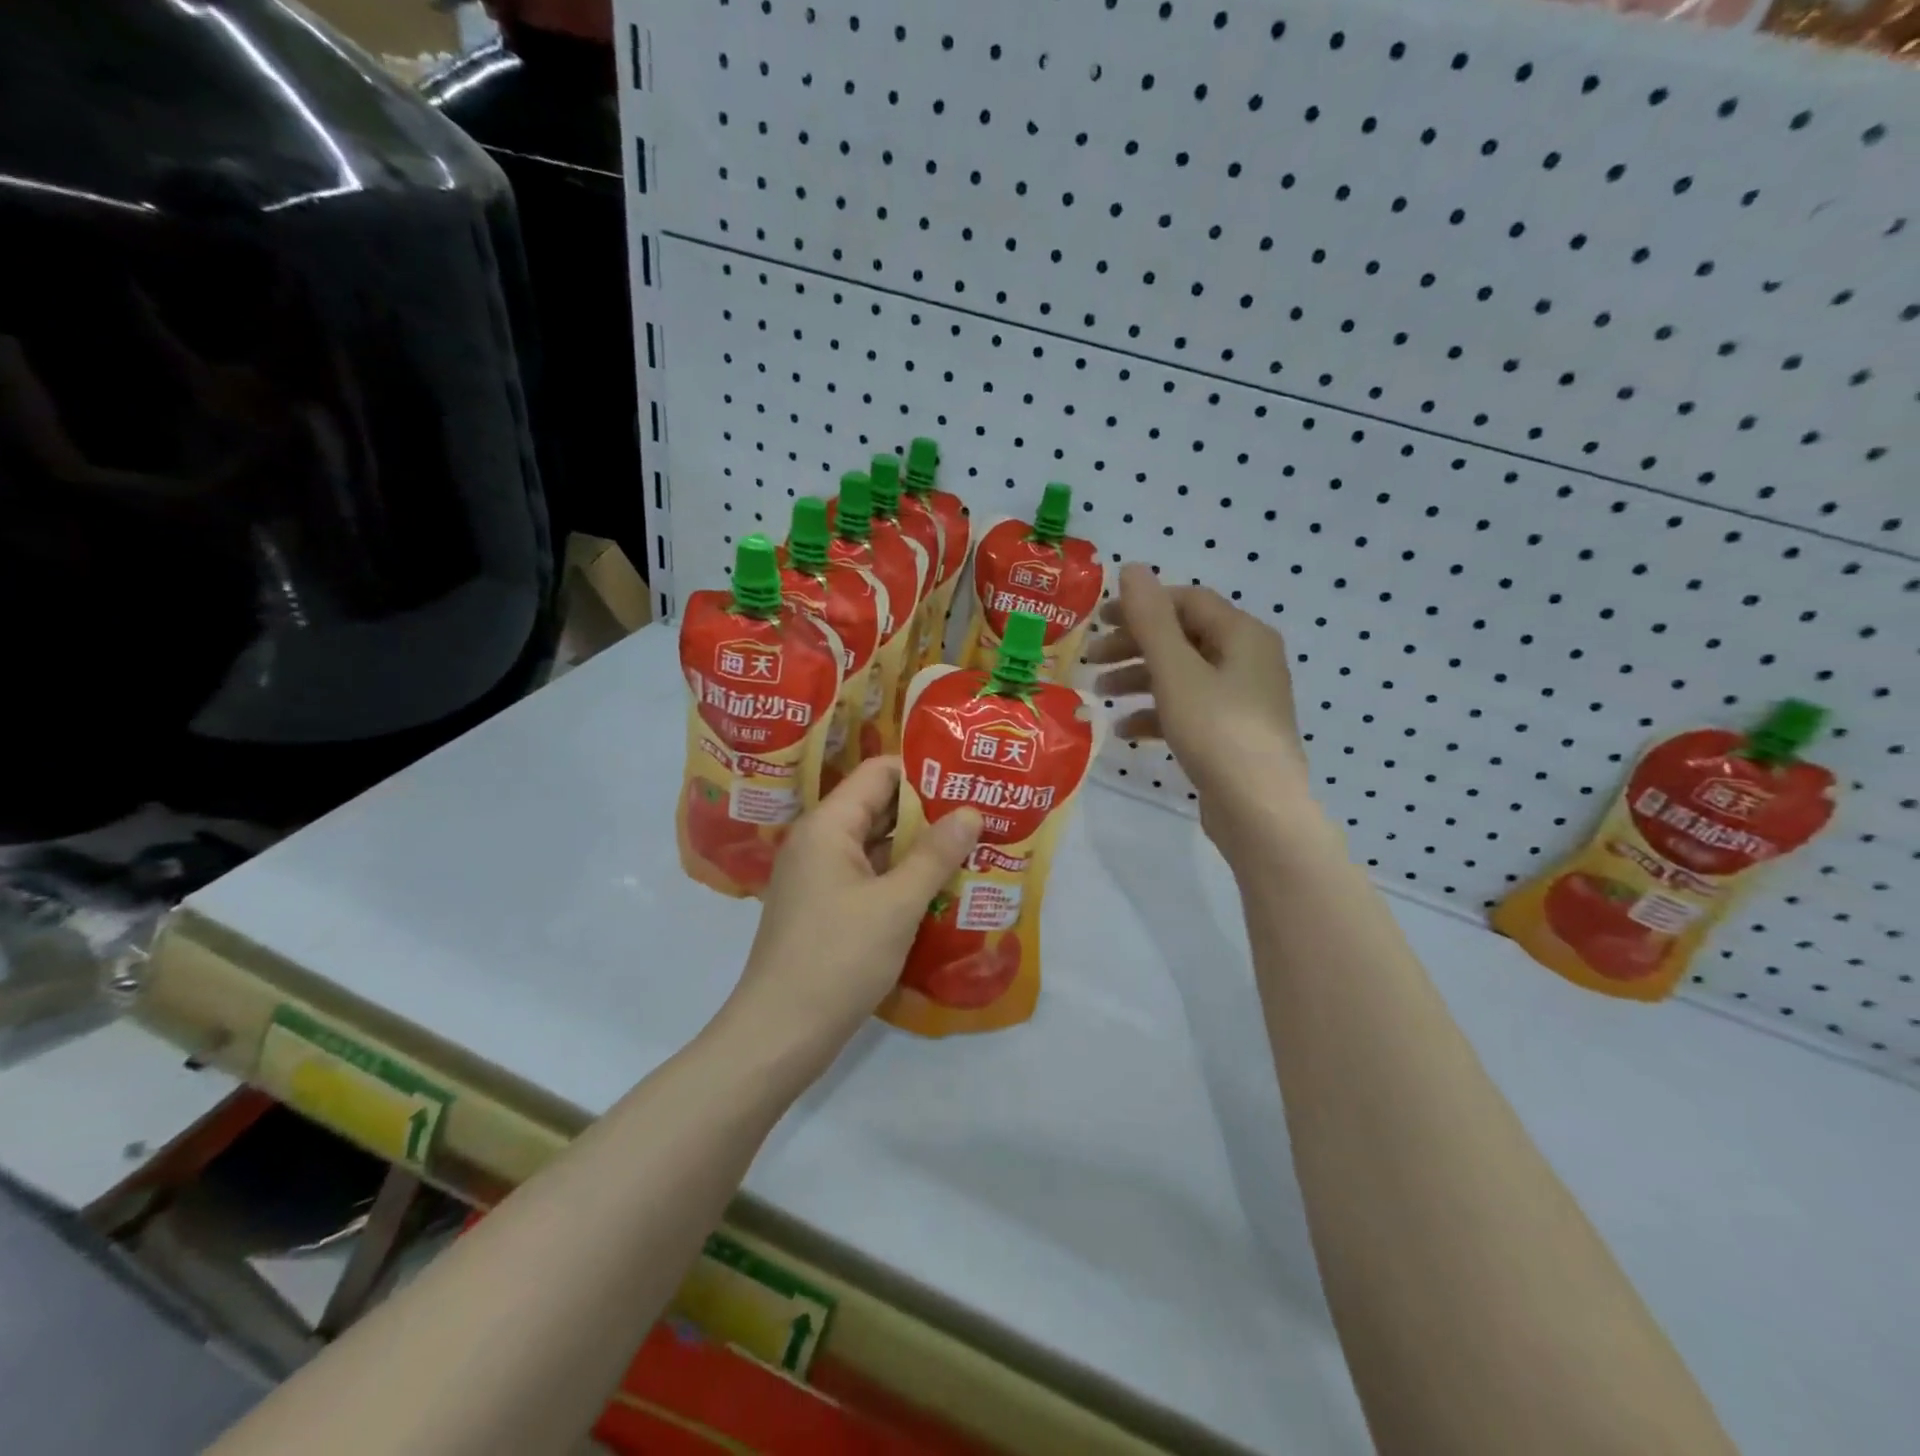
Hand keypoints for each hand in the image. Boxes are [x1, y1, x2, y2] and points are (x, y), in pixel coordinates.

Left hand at [718, 756, 981, 1069]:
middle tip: (982, 814)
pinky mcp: (826, 909)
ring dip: (920, 849)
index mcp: (828, 826)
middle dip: (929, 812)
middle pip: (879, 808)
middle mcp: (820, 842)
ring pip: (877, 847)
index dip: (923, 772)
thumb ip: (935, 855)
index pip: (878, 773)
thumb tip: (970, 812)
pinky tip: (942, 889)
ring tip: (974, 848)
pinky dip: (903, 879)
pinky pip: (870, 878)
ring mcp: (820, 878)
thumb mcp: (896, 905)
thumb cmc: (838, 959)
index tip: (968, 780)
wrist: (780, 1035)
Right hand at [1087, 563, 1315, 854]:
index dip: (1141, 605)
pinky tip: (1126, 731)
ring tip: (1100, 695)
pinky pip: (1189, 709)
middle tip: (1092, 658)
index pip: (1187, 601)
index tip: (1098, 620)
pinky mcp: (1232, 733)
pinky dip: (1156, 713)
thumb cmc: (1217, 731)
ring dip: (1139, 680)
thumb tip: (1132, 568)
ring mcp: (1242, 699)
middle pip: (1182, 638)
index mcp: (1243, 635)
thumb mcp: (1176, 671)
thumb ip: (1151, 619)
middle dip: (1134, 646)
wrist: (1259, 810)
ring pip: (1182, 675)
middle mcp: (1248, 660)